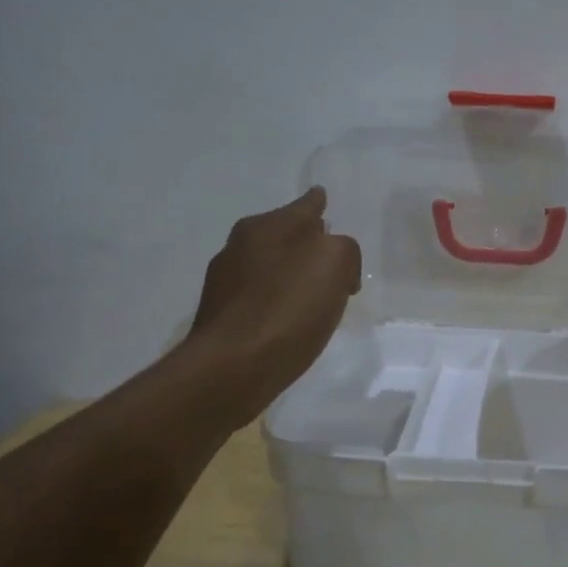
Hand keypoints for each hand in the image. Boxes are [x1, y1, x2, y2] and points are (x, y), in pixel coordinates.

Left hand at [187, 187, 361, 427]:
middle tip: (333, 257)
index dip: (317, 202)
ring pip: (271, 268)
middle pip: (284, 236)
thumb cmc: (287, 308)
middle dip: (307, 242)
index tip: (323, 197)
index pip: (303, 206)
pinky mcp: (224, 320)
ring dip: (293, 275)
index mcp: (264, 227)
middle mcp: (239, 248)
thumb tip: (336, 263)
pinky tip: (293, 320)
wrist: (233, 369)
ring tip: (318, 292)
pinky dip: (280, 303)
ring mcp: (226, 284)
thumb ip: (343, 248)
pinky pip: (262, 299)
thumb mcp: (334, 263)